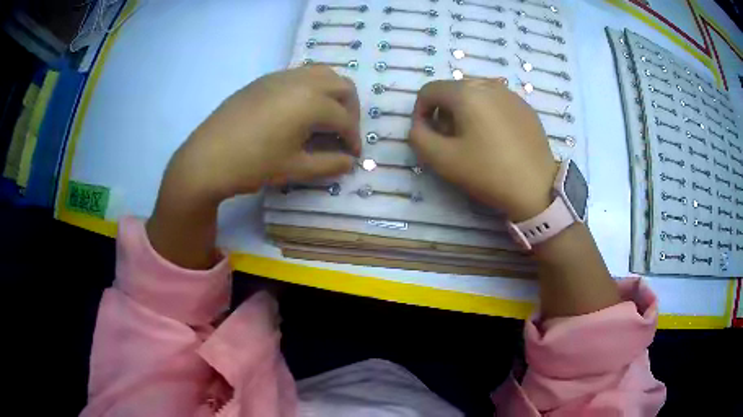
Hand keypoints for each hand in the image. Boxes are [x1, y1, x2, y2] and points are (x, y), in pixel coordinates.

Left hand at [146, 66, 360, 268]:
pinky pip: (299, 75)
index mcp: (311, 102)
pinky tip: (299, 111)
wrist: (206, 158)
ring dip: (333, 94)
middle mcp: (301, 81)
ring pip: (322, 74)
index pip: (344, 119)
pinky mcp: (264, 80)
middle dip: (350, 109)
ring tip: (326, 119)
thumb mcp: (295, 168)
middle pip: (342, 86)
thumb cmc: (252, 165)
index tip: (353, 156)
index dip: (353, 139)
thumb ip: (329, 164)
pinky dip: (312, 89)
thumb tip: (350, 162)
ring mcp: (280, 76)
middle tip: (344, 133)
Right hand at [410, 79, 557, 221]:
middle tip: (450, 139)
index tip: (427, 135)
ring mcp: (510, 94)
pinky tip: (496, 138)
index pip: (429, 90)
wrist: (536, 188)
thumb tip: (419, 125)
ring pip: (475, 94)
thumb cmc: (488, 172)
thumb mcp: (442, 159)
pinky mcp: (525, 107)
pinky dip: (486, 113)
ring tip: (473, 138)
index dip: (420, 112)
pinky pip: (496, 101)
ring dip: (465, 111)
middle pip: (452, 90)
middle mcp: (488, 84)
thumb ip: (418, 137)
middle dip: (443, 112)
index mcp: (466, 92)